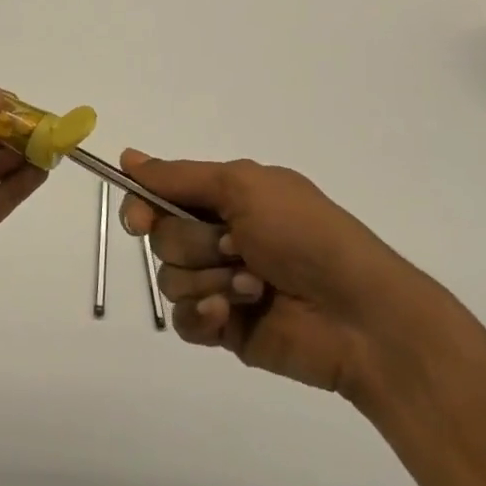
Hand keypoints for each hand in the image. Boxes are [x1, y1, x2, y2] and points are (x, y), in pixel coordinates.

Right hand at [119, 152, 431, 402]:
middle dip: (196, 244)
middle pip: (162, 238)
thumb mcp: (243, 187)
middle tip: (240, 246)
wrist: (358, 314)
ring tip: (254, 285)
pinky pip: (184, 321)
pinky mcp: (224, 328)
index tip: (140, 219)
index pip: (160, 195)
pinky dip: (203, 315)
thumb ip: (180, 177)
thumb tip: (127, 156)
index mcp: (225, 198)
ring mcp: (219, 283)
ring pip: (170, 279)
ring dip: (209, 279)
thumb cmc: (305, 234)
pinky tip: (230, 315)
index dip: (143, 206)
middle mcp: (218, 236)